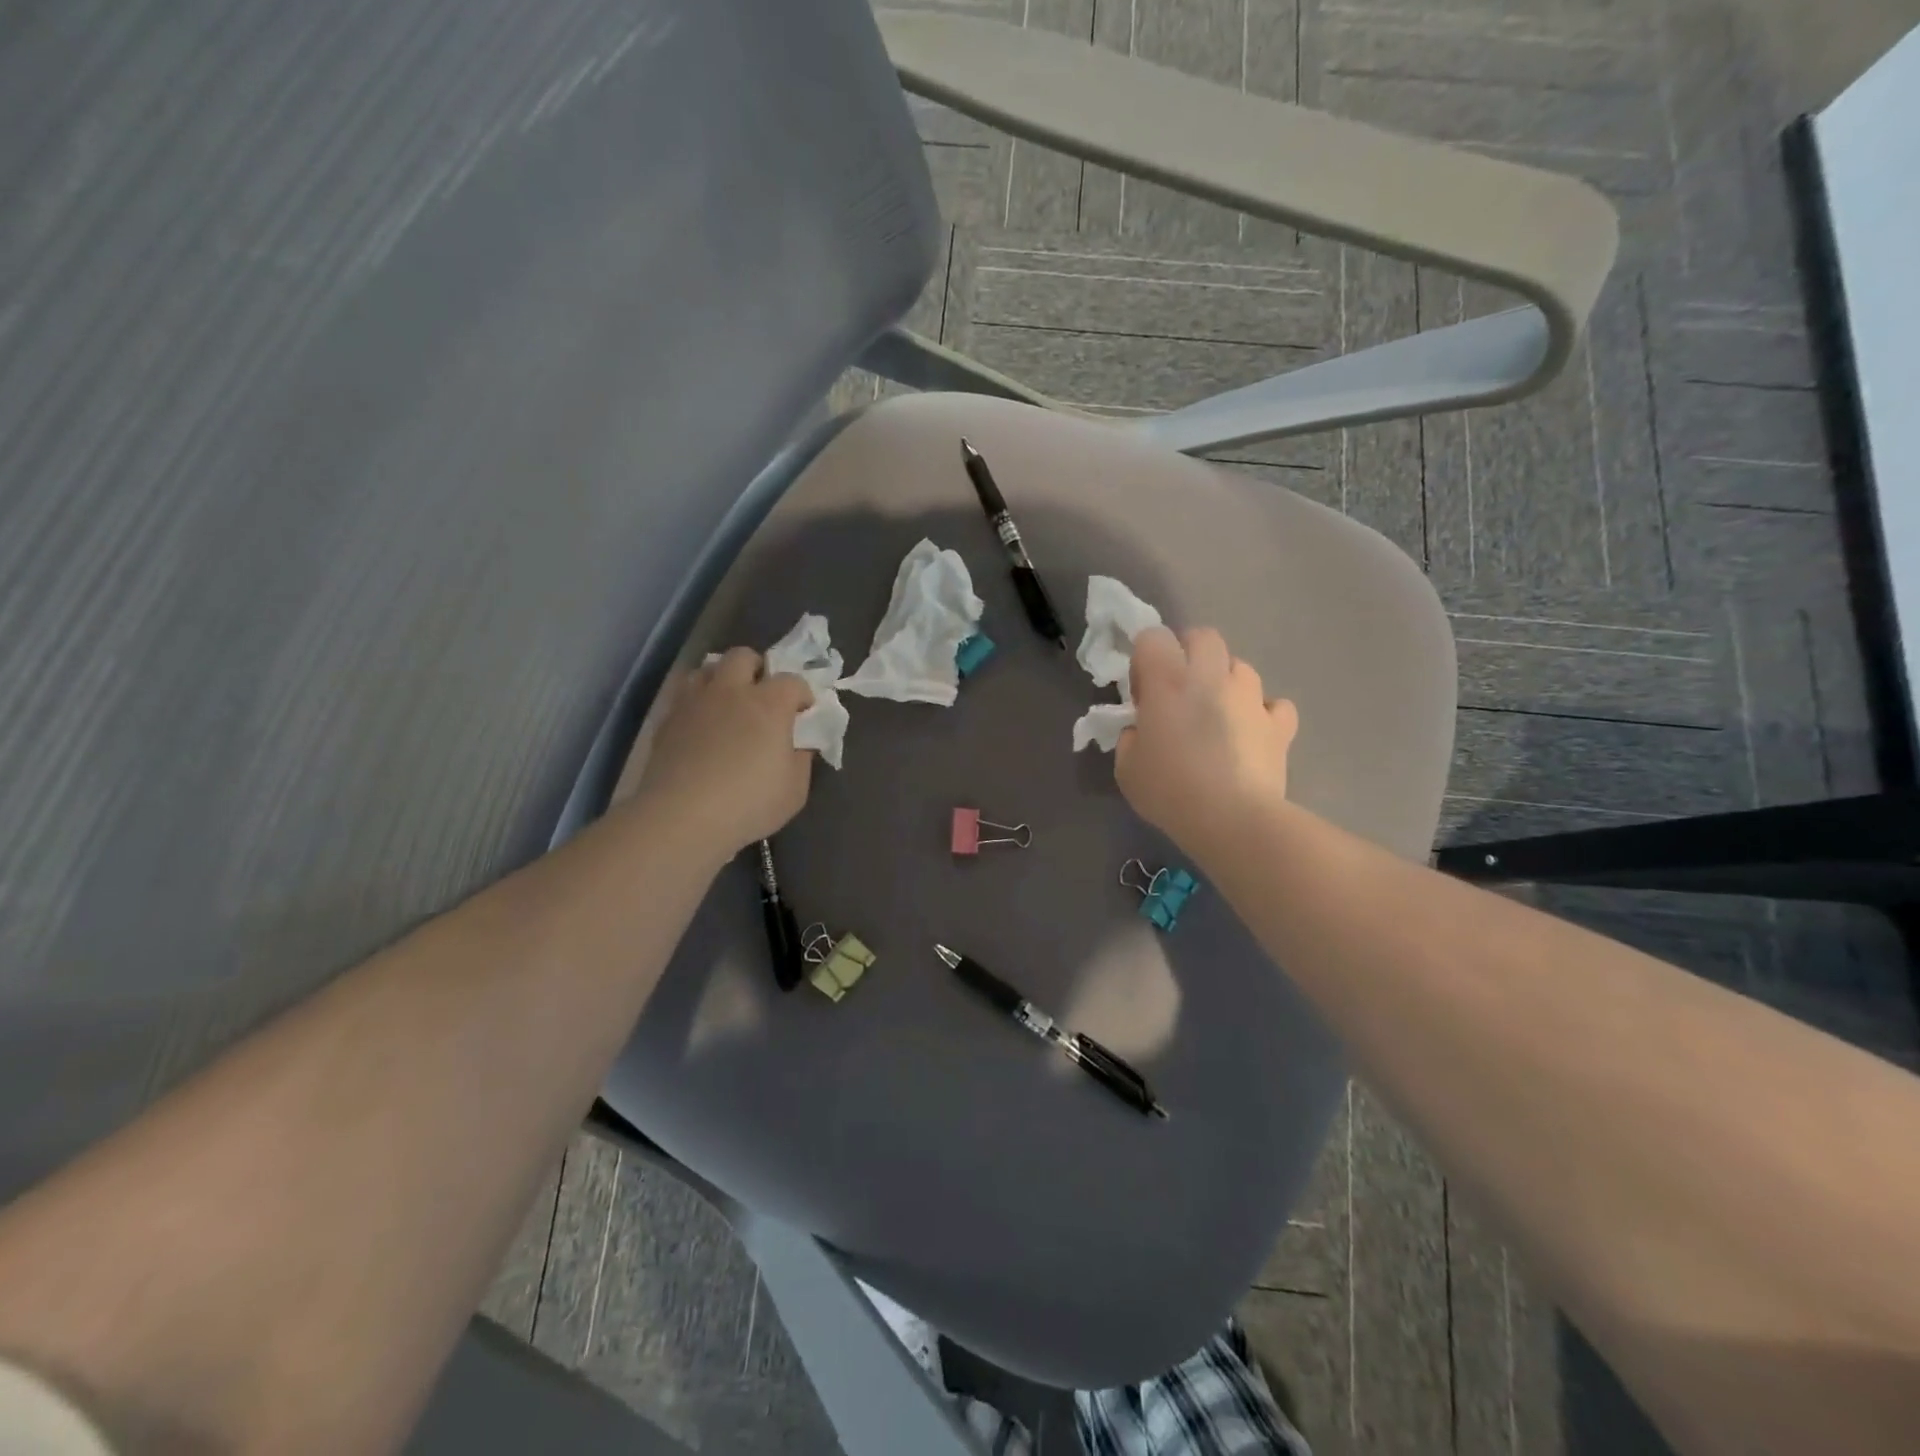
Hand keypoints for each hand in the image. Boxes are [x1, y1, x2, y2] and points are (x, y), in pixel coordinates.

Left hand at [630, 648, 816, 859]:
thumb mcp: (795, 789)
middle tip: (762, 696)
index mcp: (769, 703)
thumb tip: (799, 742)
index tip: (803, 714)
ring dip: (721, 679)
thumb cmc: (749, 803)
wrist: (682, 817)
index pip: (793, 680)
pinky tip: (700, 726)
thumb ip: (802, 758)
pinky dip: (696, 702)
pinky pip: (683, 695)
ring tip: (727, 704)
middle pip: (744, 657)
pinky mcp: (667, 719)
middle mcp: (731, 691)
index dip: (802, 695)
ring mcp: (695, 701)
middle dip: (757, 669)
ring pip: (707, 668)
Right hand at [1115, 626, 1298, 862]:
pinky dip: (1263, 713)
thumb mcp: (1126, 767)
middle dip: (1189, 654)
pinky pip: (1274, 705)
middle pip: (1203, 637)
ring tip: (1217, 715)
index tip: (1142, 694)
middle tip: (1179, 691)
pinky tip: (1252, 732)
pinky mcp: (1279, 724)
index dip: (1145, 660)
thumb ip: (1130, 737)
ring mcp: (1251, 697)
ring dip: (1226, 682)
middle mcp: (1211, 677)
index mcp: (1168, 681)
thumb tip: (1141, 729)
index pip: (1152, 637)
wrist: (1232, 819)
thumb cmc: (1170, 790)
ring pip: (1240, 667)